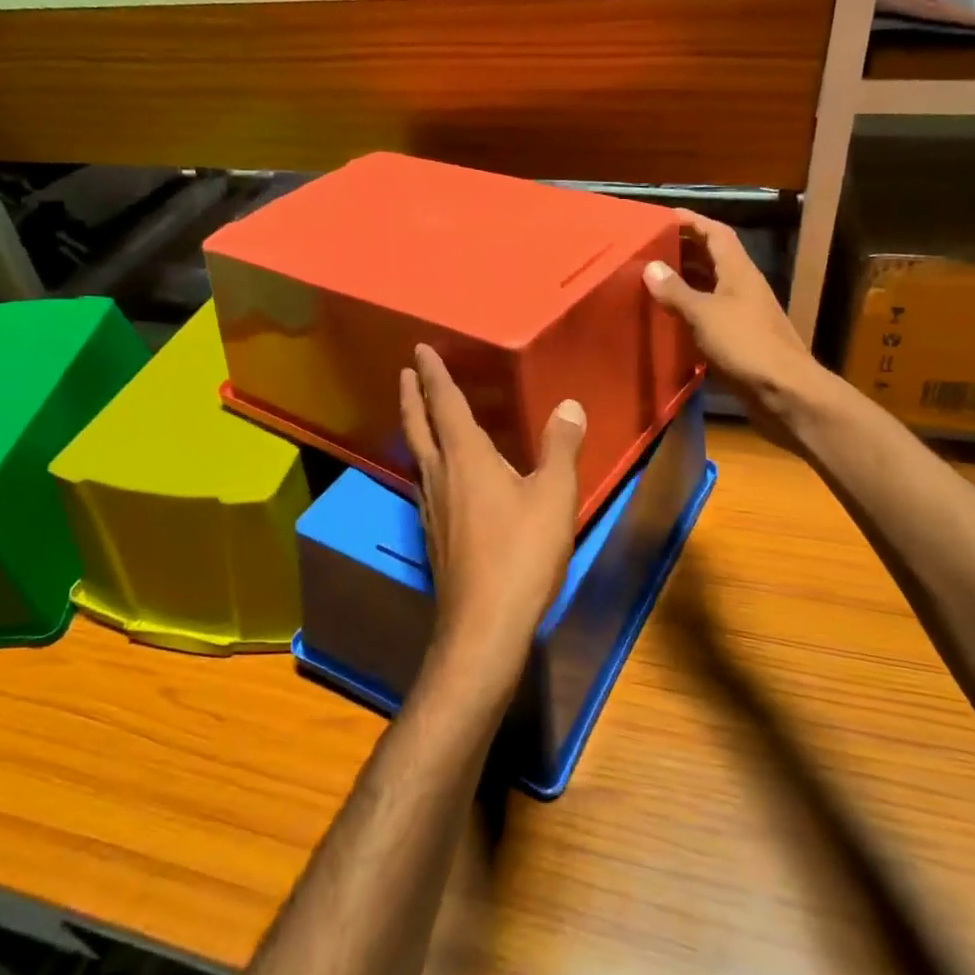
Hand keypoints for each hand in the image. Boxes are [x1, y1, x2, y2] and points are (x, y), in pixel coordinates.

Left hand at [399, 345, 586, 693]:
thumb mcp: (553, 496)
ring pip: (418, 456)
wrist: (484, 623)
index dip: (433, 375)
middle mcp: (440, 475)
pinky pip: (426, 482)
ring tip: (420, 416)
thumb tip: (569, 405)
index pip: (444, 404)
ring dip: (416, 428)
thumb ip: (561, 448)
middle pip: (418, 426)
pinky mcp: (434, 534)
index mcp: (465, 457)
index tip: (419, 350)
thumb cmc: (521, 553)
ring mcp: (431, 508)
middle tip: (405, 373)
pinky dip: (428, 462)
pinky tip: (440, 476)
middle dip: (411, 396)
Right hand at [642, 210, 823, 446]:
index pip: (716, 233)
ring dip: (686, 282)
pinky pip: (711, 316)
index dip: (692, 221)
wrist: (784, 393)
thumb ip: (676, 291)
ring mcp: (744, 315)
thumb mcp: (704, 314)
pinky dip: (690, 312)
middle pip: (713, 258)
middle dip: (684, 249)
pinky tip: (669, 321)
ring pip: (711, 288)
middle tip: (650, 249)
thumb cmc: (745, 345)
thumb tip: (650, 267)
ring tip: (653, 281)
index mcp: (739, 272)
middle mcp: (743, 287)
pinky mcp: (740, 341)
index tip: (663, 217)